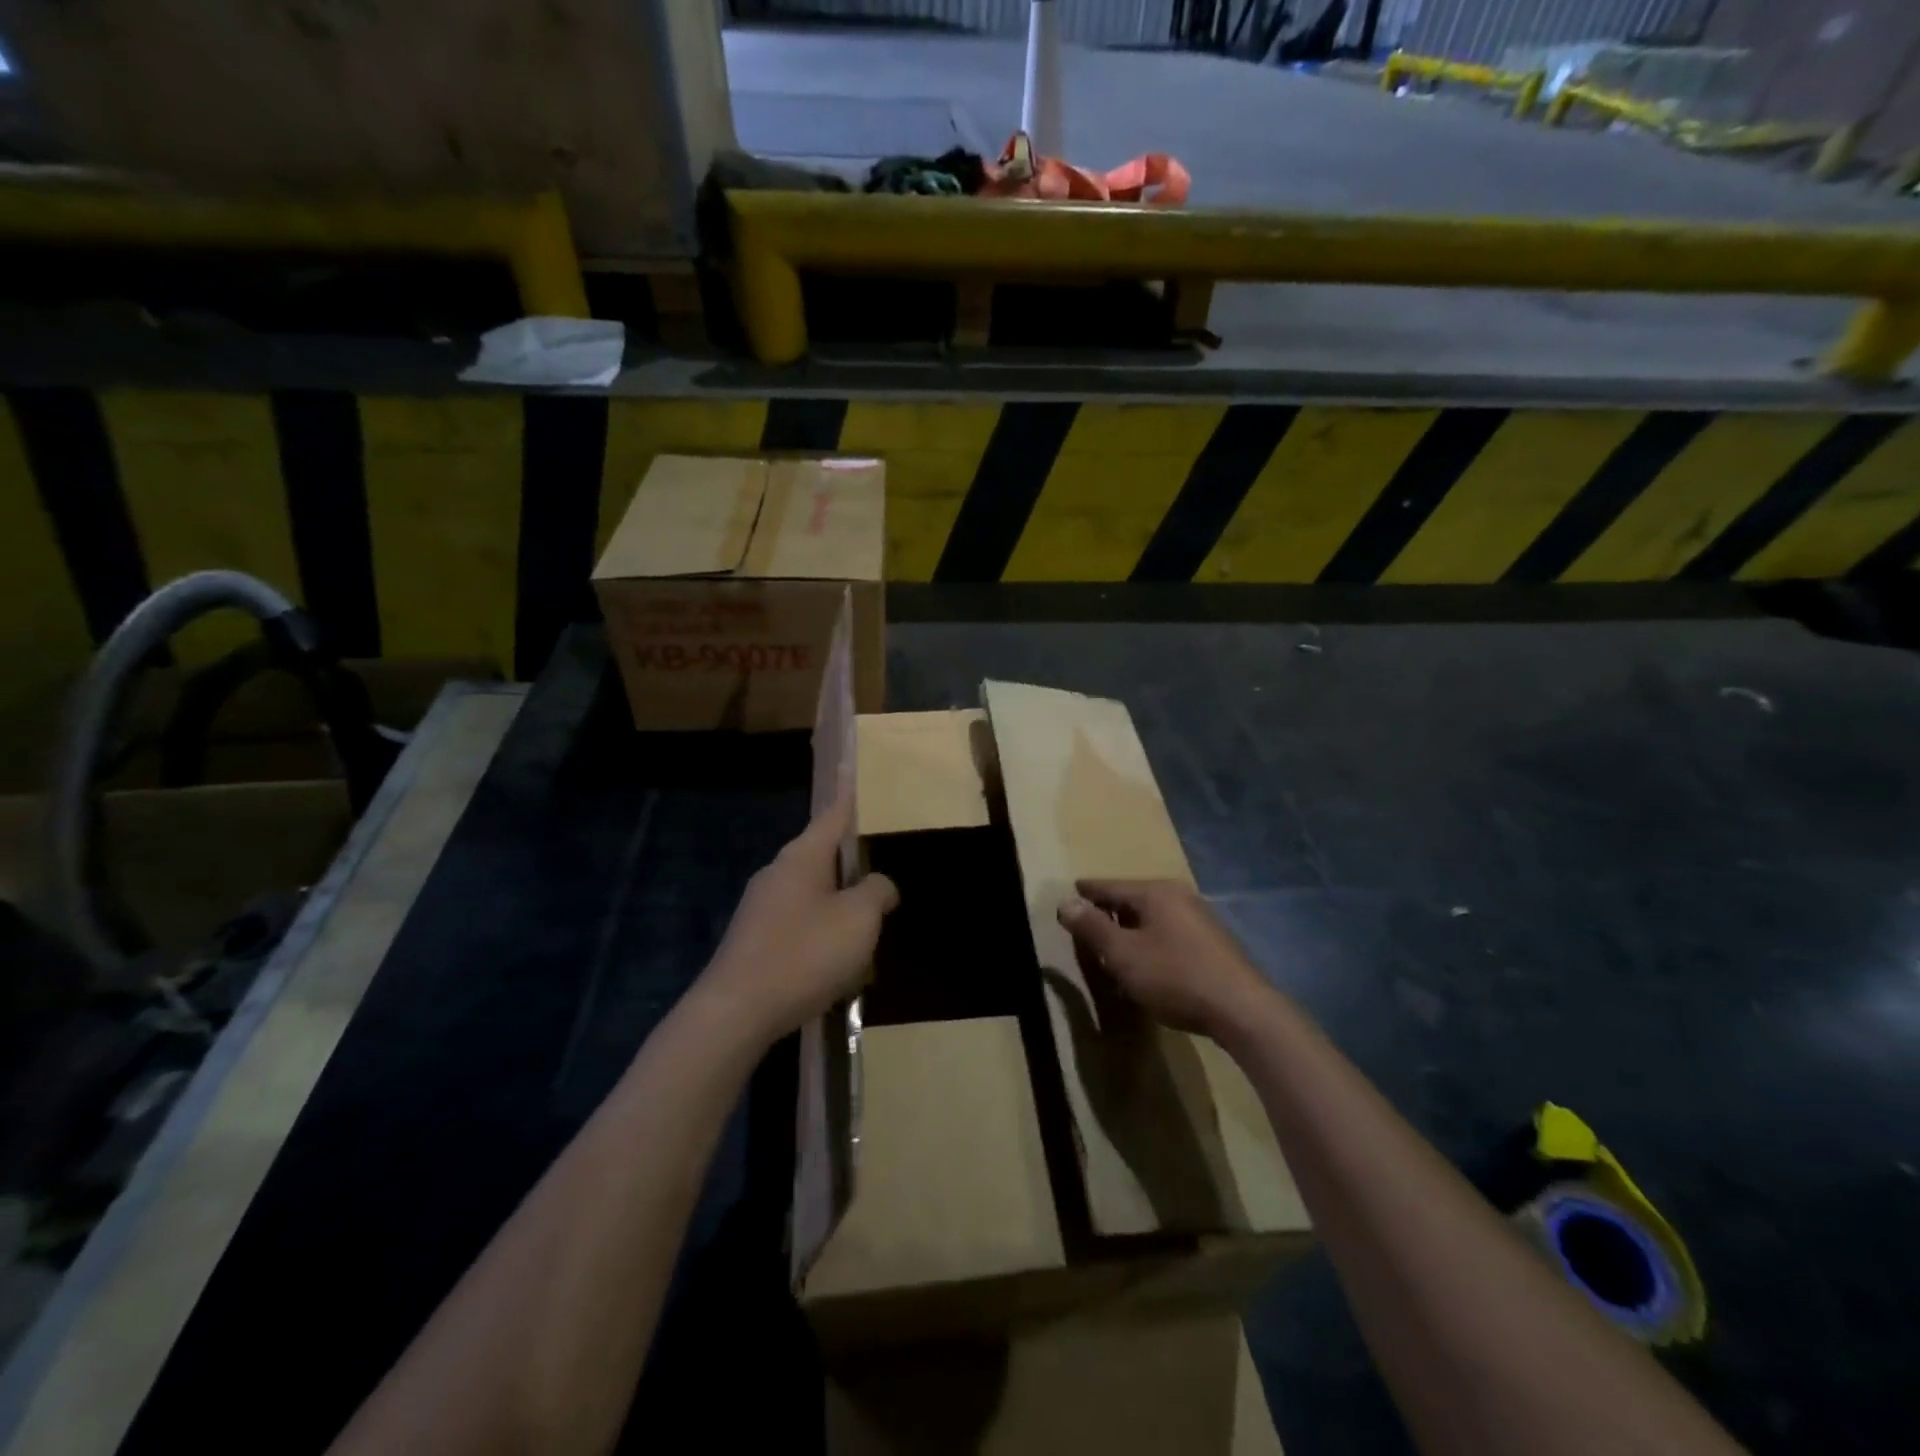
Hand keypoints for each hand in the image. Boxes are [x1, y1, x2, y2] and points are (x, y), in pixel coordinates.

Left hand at [698, 793, 897, 1050]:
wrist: (735, 1012)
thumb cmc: (804, 953)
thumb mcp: (858, 919)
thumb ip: (877, 892)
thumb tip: (879, 884)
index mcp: (803, 856)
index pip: (833, 813)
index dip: (849, 793)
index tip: (851, 767)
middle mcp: (778, 872)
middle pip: (824, 855)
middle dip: (852, 862)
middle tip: (884, 868)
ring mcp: (761, 907)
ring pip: (813, 893)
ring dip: (840, 904)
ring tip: (869, 926)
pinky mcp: (754, 940)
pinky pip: (799, 923)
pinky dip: (822, 932)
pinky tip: (838, 962)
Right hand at [1057, 879, 1270, 1040]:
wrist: (1242, 1010)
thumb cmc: (1174, 976)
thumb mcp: (1123, 954)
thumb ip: (1092, 927)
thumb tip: (1066, 902)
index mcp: (1155, 893)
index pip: (1110, 886)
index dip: (1086, 892)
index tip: (1070, 893)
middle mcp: (1179, 896)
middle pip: (1133, 899)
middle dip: (1109, 911)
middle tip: (1088, 923)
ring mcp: (1200, 918)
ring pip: (1153, 917)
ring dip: (1131, 929)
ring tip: (1114, 945)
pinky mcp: (1213, 942)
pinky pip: (1170, 932)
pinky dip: (1152, 940)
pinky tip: (1148, 962)